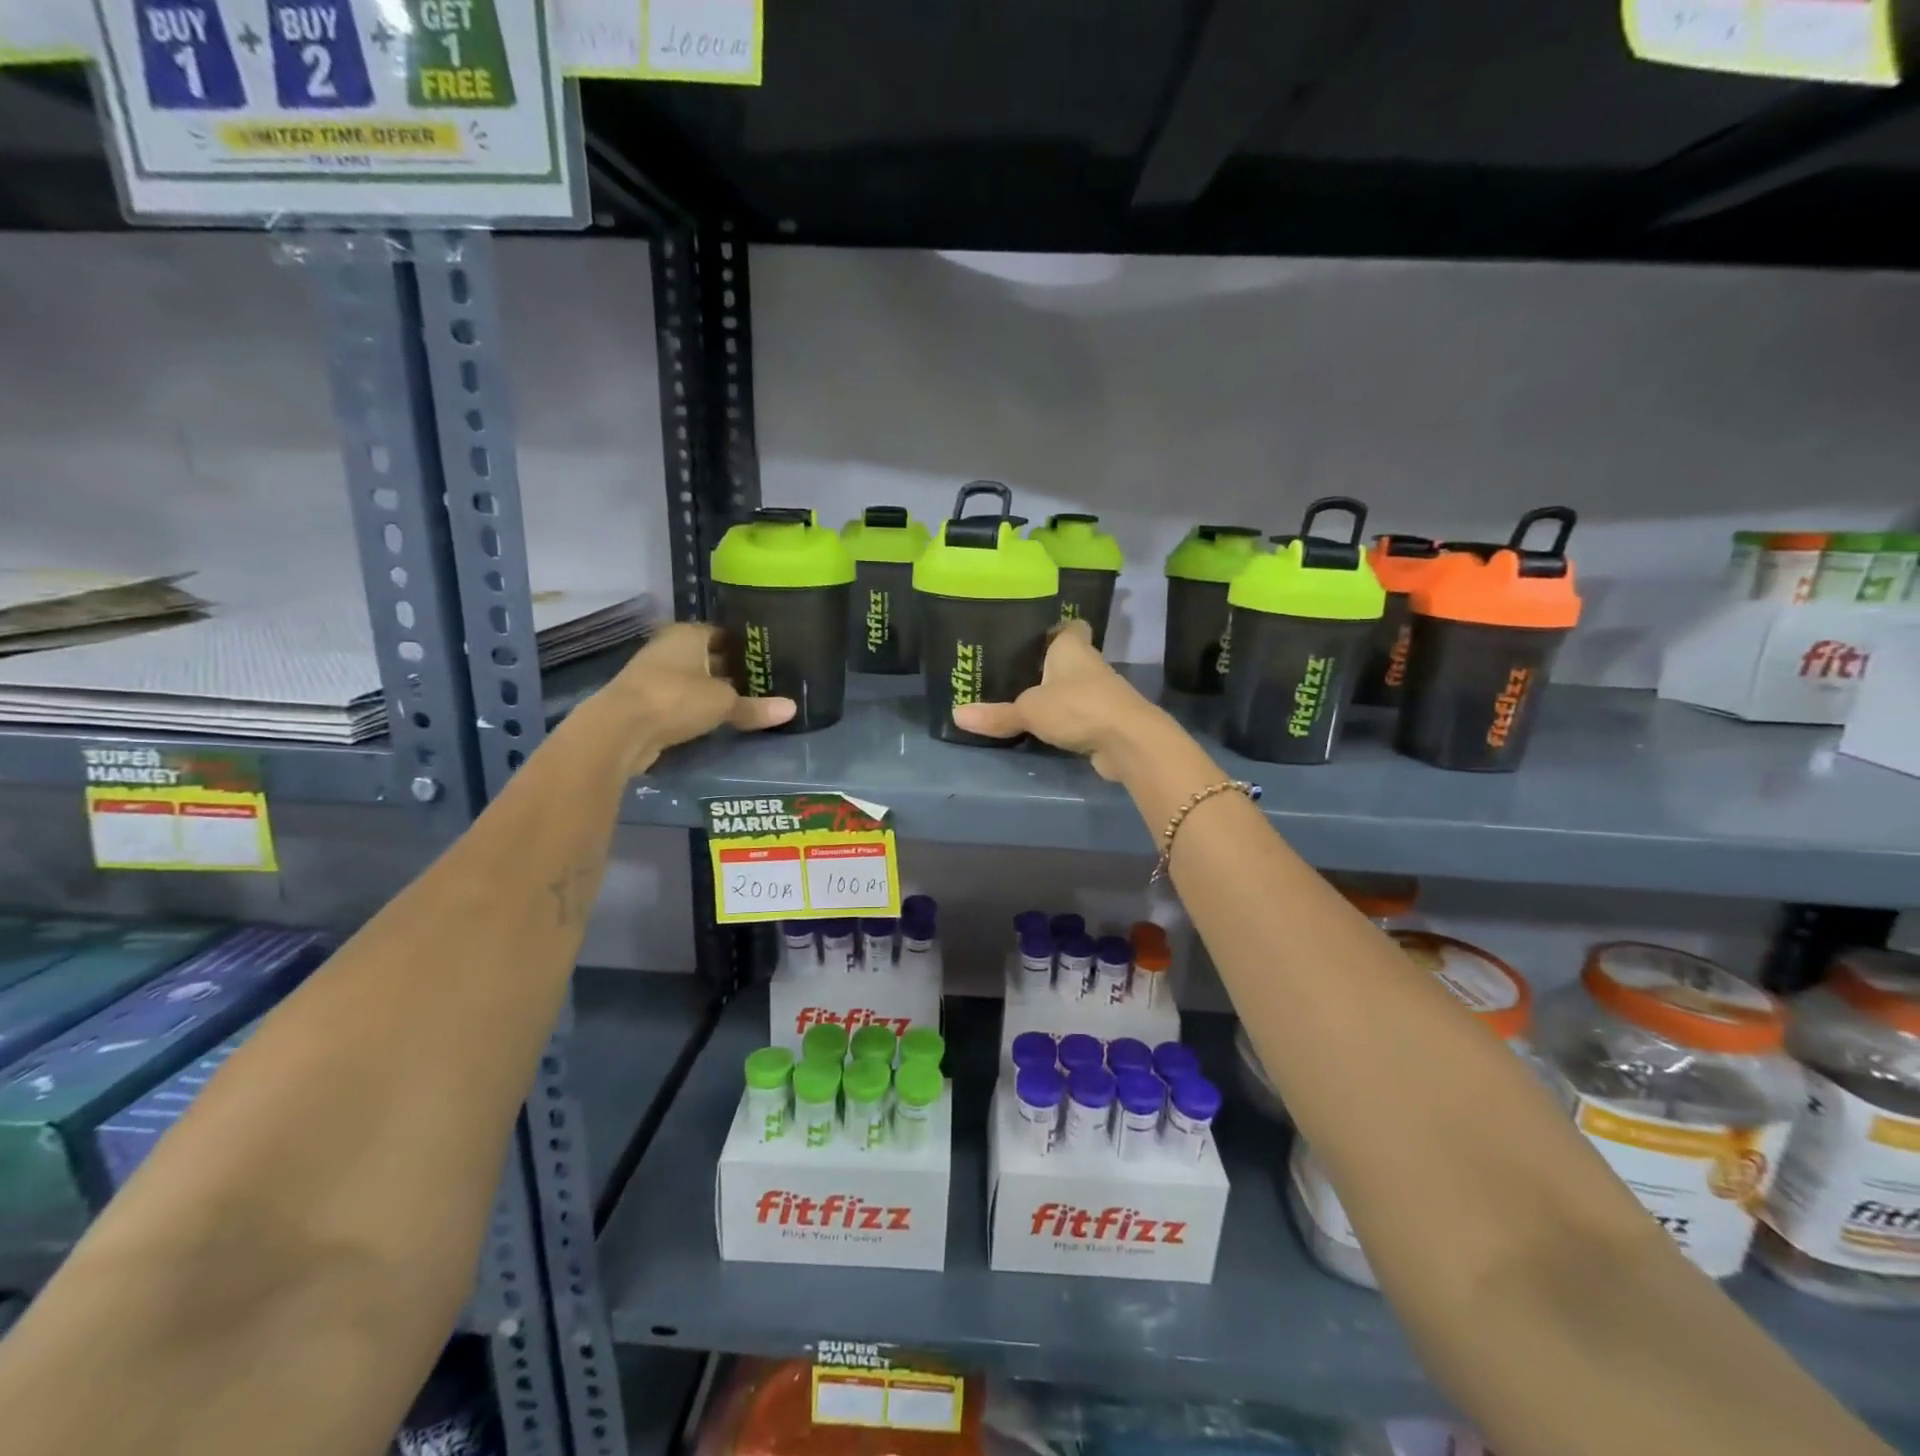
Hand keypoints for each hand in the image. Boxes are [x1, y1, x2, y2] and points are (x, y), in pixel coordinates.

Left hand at [599, 623, 793, 760]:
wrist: (620, 730)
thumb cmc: (676, 698)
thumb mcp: (723, 702)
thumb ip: (755, 706)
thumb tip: (792, 709)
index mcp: (688, 634)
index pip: (724, 633)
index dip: (746, 646)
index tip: (768, 658)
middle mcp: (670, 649)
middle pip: (709, 657)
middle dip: (733, 670)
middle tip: (766, 683)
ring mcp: (655, 676)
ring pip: (696, 681)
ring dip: (715, 692)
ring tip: (750, 703)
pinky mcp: (647, 703)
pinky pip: (683, 702)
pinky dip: (699, 709)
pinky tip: (721, 720)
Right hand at [951, 621, 1165, 778]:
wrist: (1128, 742)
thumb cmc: (1077, 707)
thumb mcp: (1029, 710)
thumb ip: (996, 714)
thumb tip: (957, 715)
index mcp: (1072, 648)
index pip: (1069, 626)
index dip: (1054, 628)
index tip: (1033, 634)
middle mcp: (1090, 665)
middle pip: (1067, 659)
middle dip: (1046, 665)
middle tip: (1013, 670)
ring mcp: (1101, 694)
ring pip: (1074, 688)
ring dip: (1056, 695)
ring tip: (1021, 699)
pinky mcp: (1105, 721)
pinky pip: (1079, 715)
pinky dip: (1065, 720)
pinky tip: (1043, 728)